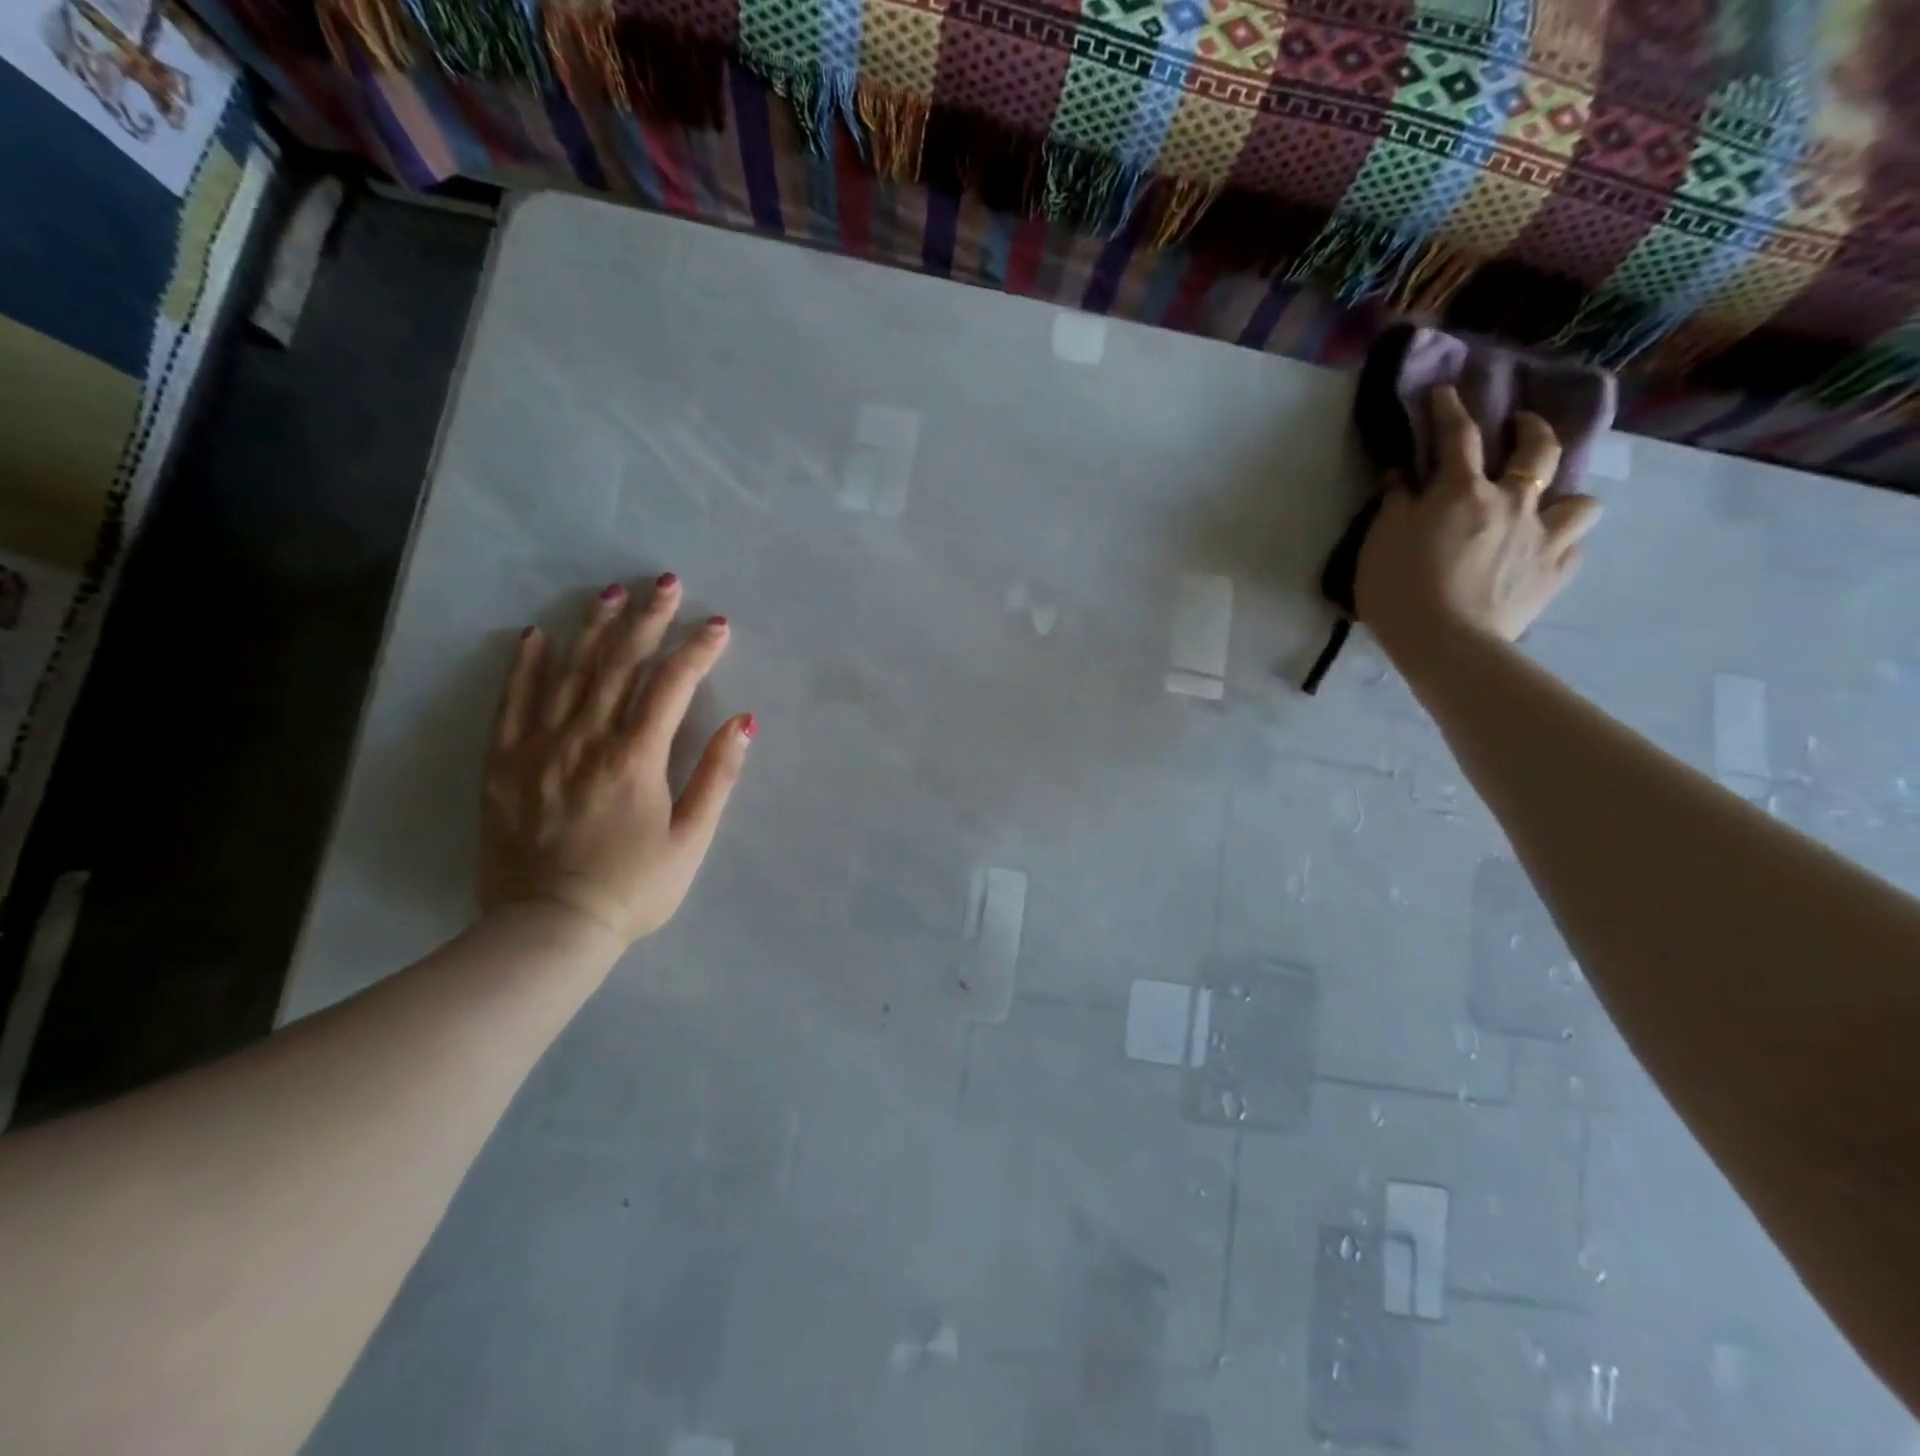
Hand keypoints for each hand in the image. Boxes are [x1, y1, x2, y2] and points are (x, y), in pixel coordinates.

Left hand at [479, 575, 753, 945]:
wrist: (548, 929)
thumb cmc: (632, 889)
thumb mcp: (691, 840)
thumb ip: (717, 777)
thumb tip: (743, 723)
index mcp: (636, 759)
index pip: (671, 686)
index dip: (697, 651)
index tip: (717, 625)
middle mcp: (586, 740)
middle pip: (619, 665)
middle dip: (646, 620)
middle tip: (664, 582)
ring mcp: (539, 748)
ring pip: (568, 673)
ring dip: (593, 628)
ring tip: (610, 592)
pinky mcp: (503, 764)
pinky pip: (513, 703)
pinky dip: (526, 666)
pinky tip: (537, 634)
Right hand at [1357, 384, 1601, 654]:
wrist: (1446, 644)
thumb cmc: (1400, 591)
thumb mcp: (1380, 543)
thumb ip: (1395, 504)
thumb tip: (1403, 475)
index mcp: (1463, 492)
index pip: (1458, 436)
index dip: (1450, 409)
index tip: (1446, 392)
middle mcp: (1512, 502)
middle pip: (1537, 450)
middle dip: (1531, 429)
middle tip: (1522, 426)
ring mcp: (1542, 536)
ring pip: (1579, 499)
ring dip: (1565, 495)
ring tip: (1549, 505)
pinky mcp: (1555, 572)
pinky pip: (1574, 547)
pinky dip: (1562, 544)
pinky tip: (1546, 551)